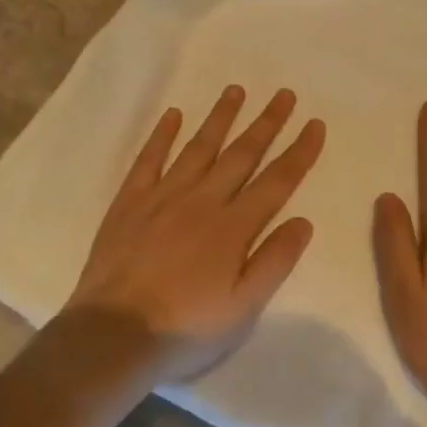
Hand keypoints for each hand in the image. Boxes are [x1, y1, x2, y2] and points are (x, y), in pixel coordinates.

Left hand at [67, 84, 325, 384]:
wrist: (112, 336)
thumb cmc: (185, 329)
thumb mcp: (242, 309)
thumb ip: (274, 261)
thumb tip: (303, 220)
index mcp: (233, 228)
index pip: (276, 181)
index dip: (299, 151)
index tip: (315, 123)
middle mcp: (202, 201)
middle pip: (241, 154)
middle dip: (267, 123)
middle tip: (284, 94)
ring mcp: (162, 197)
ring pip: (198, 148)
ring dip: (220, 118)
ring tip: (236, 90)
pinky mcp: (129, 202)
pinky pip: (149, 159)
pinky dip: (162, 135)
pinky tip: (174, 115)